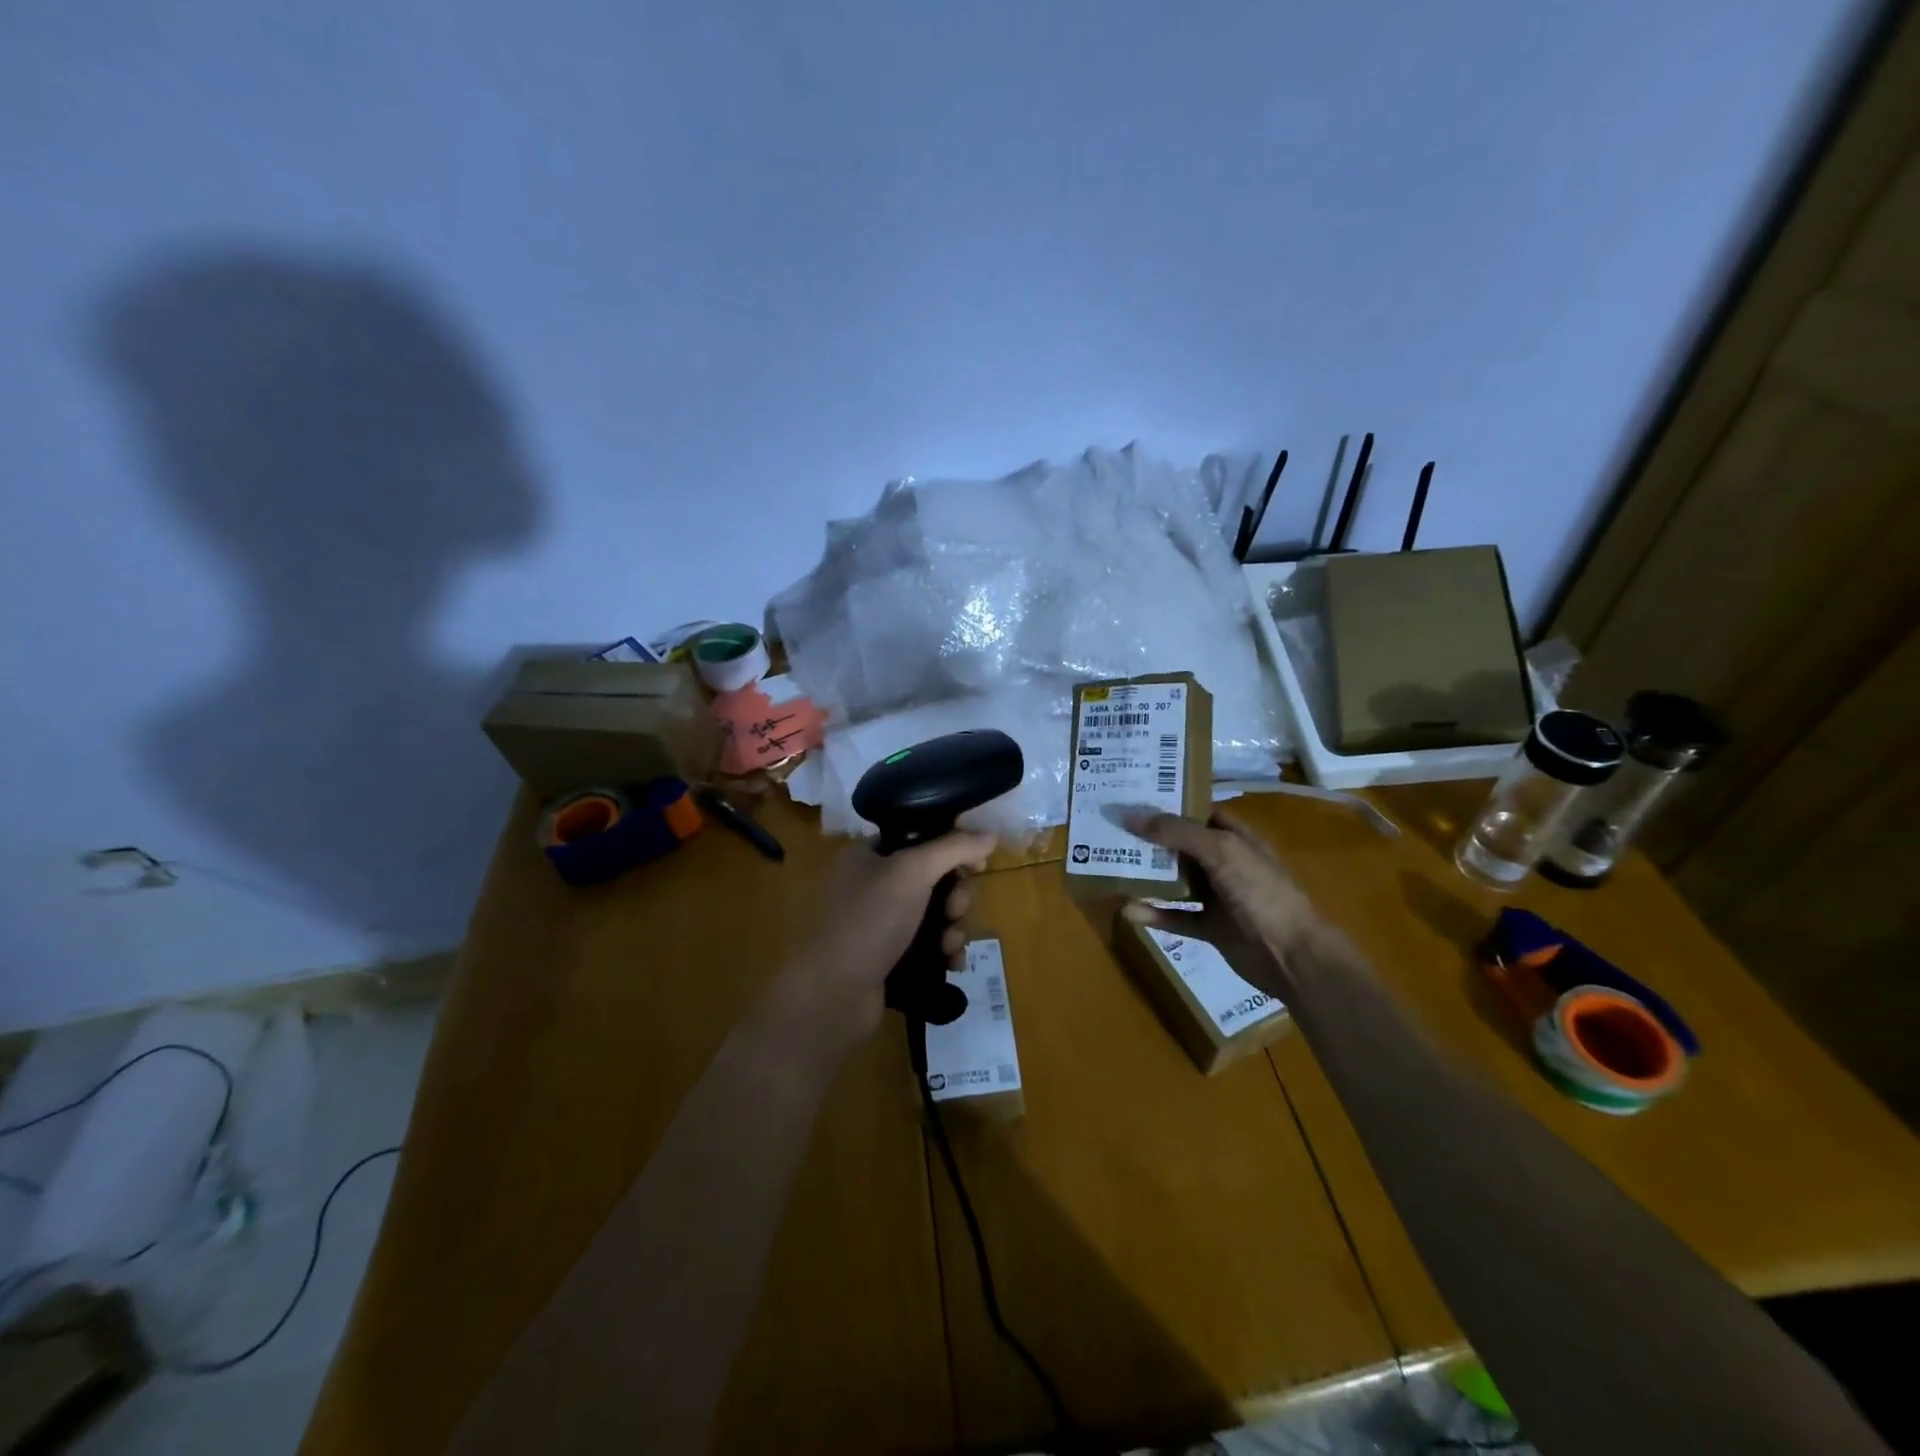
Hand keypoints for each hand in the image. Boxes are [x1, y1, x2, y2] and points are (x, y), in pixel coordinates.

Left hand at [768, 831, 995, 1055]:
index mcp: (870, 854)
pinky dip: (945, 950)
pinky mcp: (892, 956)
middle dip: (956, 896)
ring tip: (950, 945)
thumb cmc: (871, 920)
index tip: (977, 865)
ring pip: (937, 914)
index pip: (922, 838)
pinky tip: (951, 963)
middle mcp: (874, 884)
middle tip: (955, 910)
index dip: (953, 849)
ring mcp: (882, 923)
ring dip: (954, 927)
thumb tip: (990, 836)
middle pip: (936, 878)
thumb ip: (954, 848)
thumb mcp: (912, 871)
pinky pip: (931, 944)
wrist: (836, 993)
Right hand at [1119, 808, 1334, 998]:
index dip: (1168, 802)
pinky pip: (1175, 916)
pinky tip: (1128, 910)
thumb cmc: (1260, 892)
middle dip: (1149, 837)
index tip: (1132, 795)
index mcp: (1235, 837)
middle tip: (1111, 827)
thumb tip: (1130, 815)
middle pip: (1181, 844)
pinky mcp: (1210, 927)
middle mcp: (1225, 862)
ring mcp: (1217, 896)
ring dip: (1148, 874)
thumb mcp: (1220, 851)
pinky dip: (1154, 913)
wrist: (1291, 955)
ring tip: (1112, 863)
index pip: (1197, 811)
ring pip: (1175, 880)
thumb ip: (1177, 832)